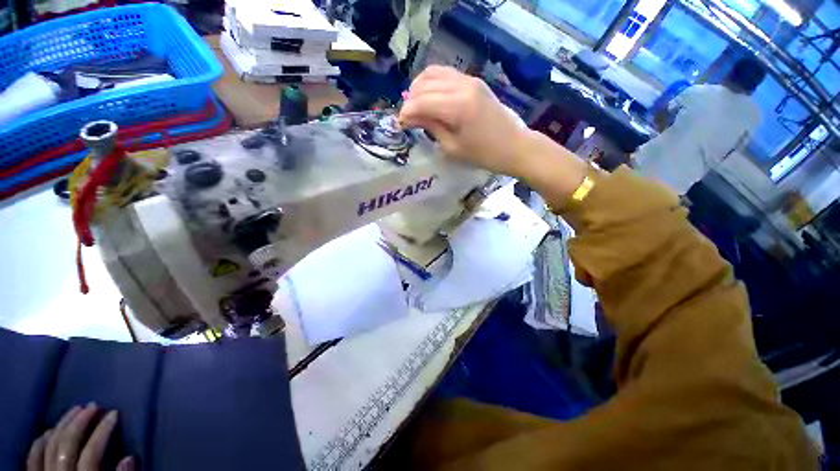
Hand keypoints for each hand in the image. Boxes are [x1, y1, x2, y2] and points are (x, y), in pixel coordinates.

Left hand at [27, 403, 133, 470]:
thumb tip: (129, 457)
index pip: (91, 453)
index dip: (102, 432)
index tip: (114, 413)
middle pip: (66, 445)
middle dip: (79, 422)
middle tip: (93, 405)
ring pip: (49, 445)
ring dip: (62, 424)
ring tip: (75, 410)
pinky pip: (33, 456)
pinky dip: (41, 440)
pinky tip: (50, 429)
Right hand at [399, 66, 530, 176]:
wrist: (514, 146)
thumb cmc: (483, 155)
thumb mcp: (453, 148)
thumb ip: (431, 128)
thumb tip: (411, 117)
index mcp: (457, 107)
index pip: (421, 101)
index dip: (406, 112)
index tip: (400, 124)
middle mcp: (462, 86)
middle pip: (424, 84)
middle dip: (410, 100)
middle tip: (407, 118)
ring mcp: (469, 80)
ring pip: (433, 73)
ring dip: (419, 88)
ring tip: (416, 106)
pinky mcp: (474, 81)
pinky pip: (446, 74)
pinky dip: (432, 83)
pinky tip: (430, 97)